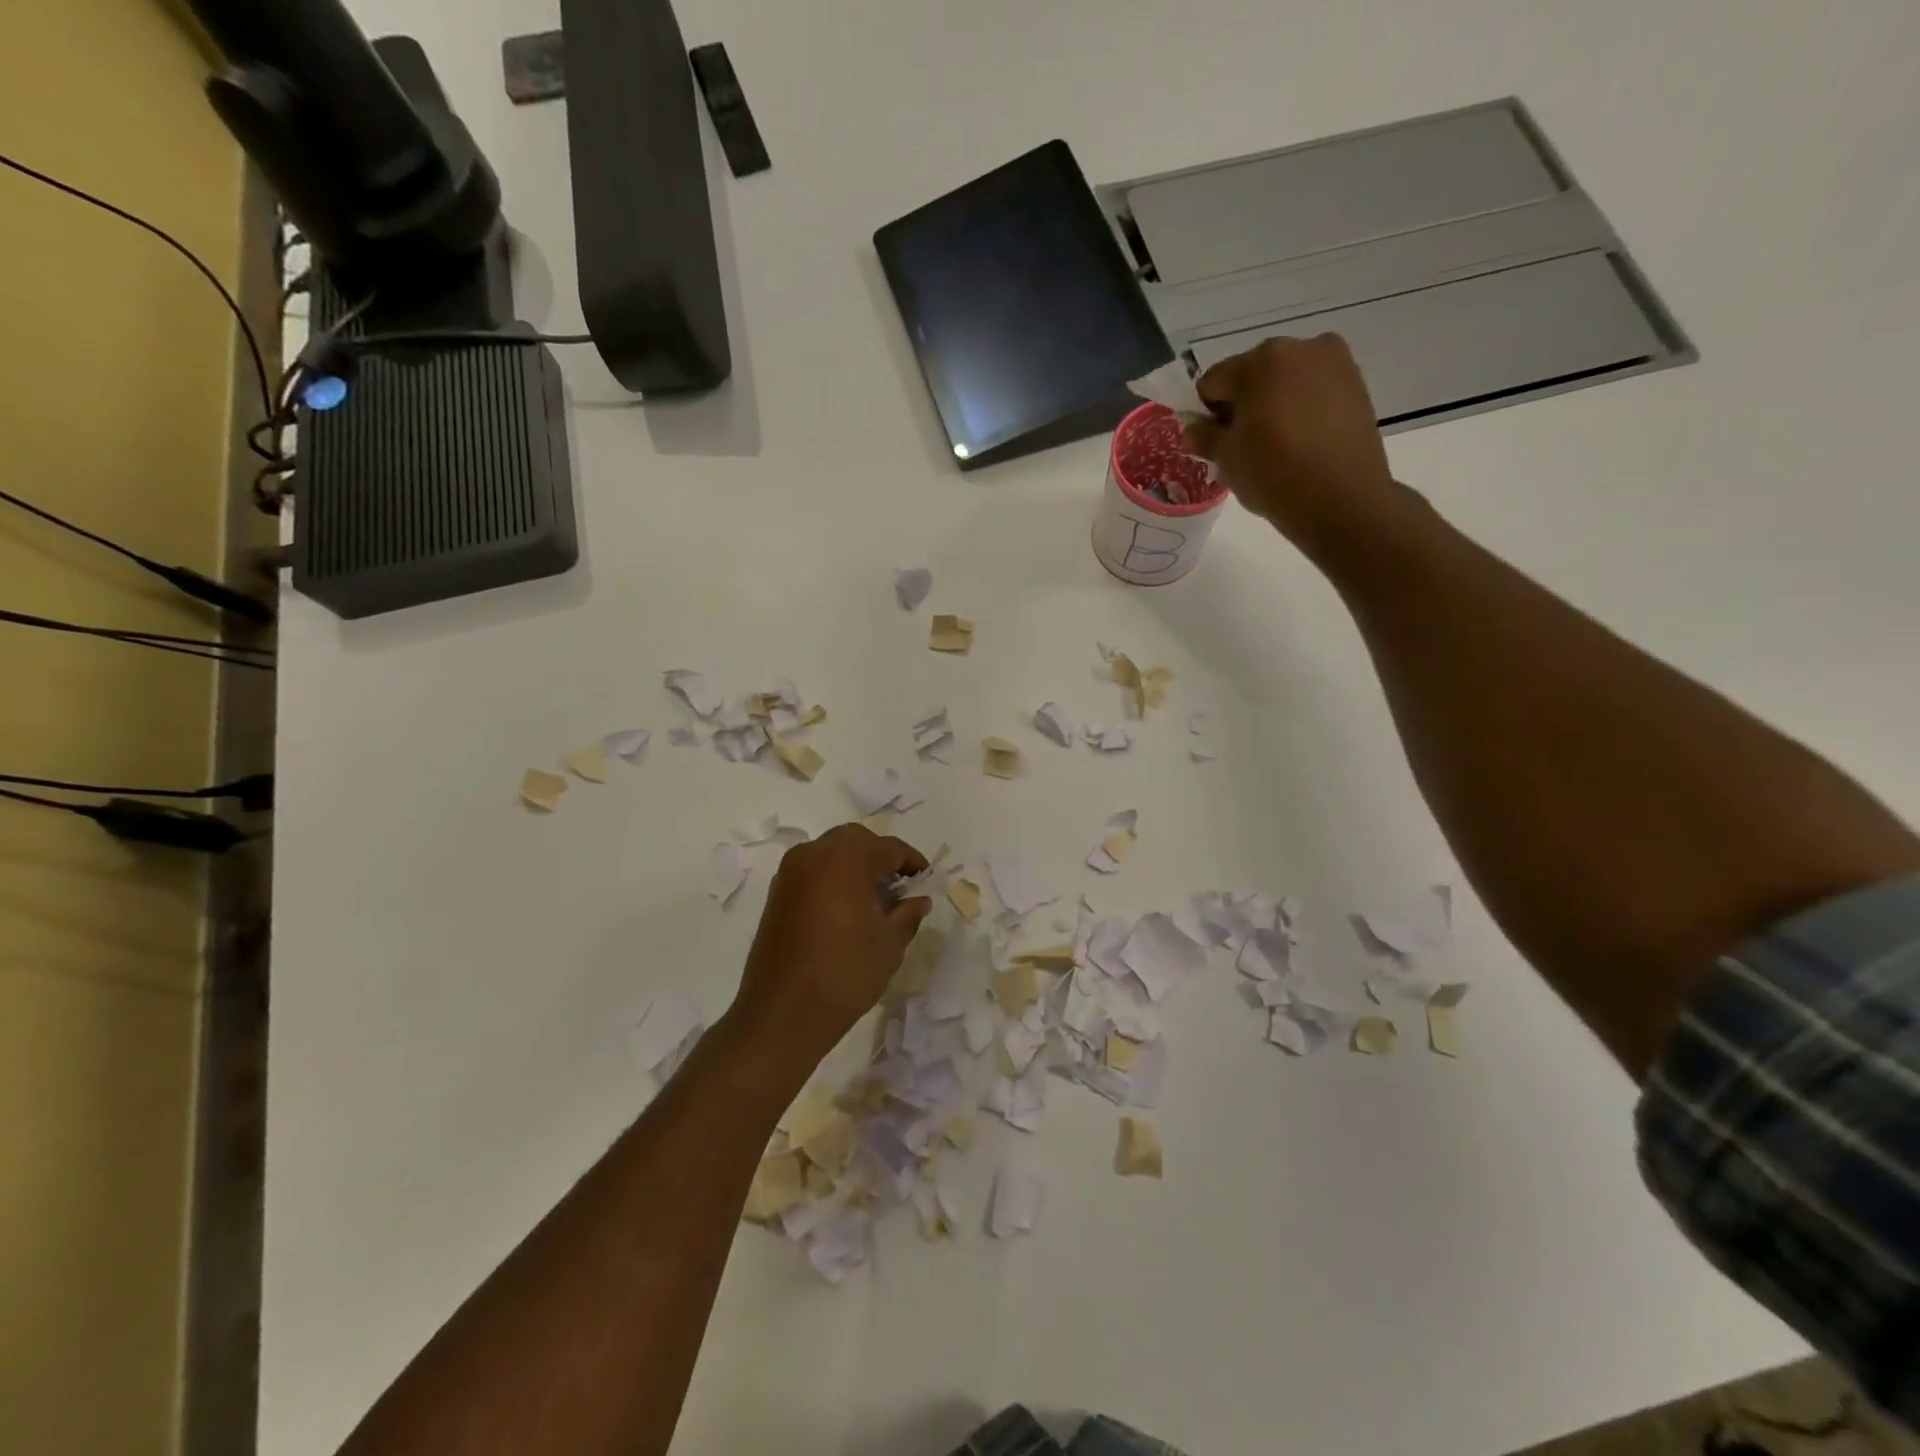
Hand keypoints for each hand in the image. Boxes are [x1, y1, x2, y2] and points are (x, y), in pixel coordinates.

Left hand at [727, 824, 931, 1071]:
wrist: (782, 1014)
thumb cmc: (845, 972)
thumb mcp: (890, 943)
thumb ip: (908, 913)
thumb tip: (918, 900)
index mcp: (846, 856)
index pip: (889, 848)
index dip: (912, 863)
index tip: (926, 879)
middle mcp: (813, 853)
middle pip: (856, 844)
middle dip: (880, 860)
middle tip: (900, 887)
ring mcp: (789, 873)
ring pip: (831, 856)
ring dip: (854, 869)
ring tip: (874, 901)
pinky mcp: (776, 895)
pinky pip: (812, 875)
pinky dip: (832, 882)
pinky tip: (846, 912)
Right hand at [1184, 334, 1399, 555]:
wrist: (1341, 499)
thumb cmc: (1273, 474)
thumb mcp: (1227, 458)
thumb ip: (1205, 437)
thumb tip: (1192, 431)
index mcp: (1259, 361)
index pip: (1213, 381)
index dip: (1207, 412)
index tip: (1214, 441)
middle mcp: (1298, 348)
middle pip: (1252, 375)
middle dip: (1243, 404)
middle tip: (1245, 444)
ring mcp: (1334, 362)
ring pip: (1285, 381)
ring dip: (1273, 405)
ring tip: (1277, 445)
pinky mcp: (1357, 383)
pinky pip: (1314, 390)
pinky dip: (1301, 408)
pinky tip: (1302, 442)